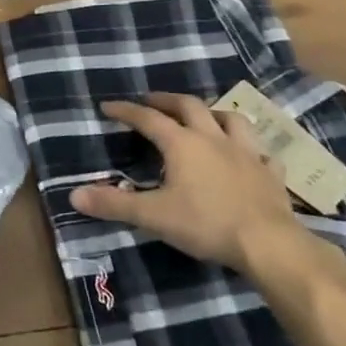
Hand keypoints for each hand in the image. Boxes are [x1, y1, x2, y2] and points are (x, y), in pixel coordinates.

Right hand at [71, 93, 331, 281]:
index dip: (126, 111)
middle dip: (167, 100)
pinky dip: (250, 149)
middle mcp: (213, 138)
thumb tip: (74, 194)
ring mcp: (247, 153)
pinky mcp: (271, 173)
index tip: (108, 107)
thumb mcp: (153, 216)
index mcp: (182, 144)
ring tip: (203, 118)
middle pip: (189, 106)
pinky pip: (261, 152)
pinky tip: (248, 156)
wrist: (270, 244)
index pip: (147, 119)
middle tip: (152, 102)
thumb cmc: (207, 224)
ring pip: (231, 119)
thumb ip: (114, 204)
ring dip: (213, 114)